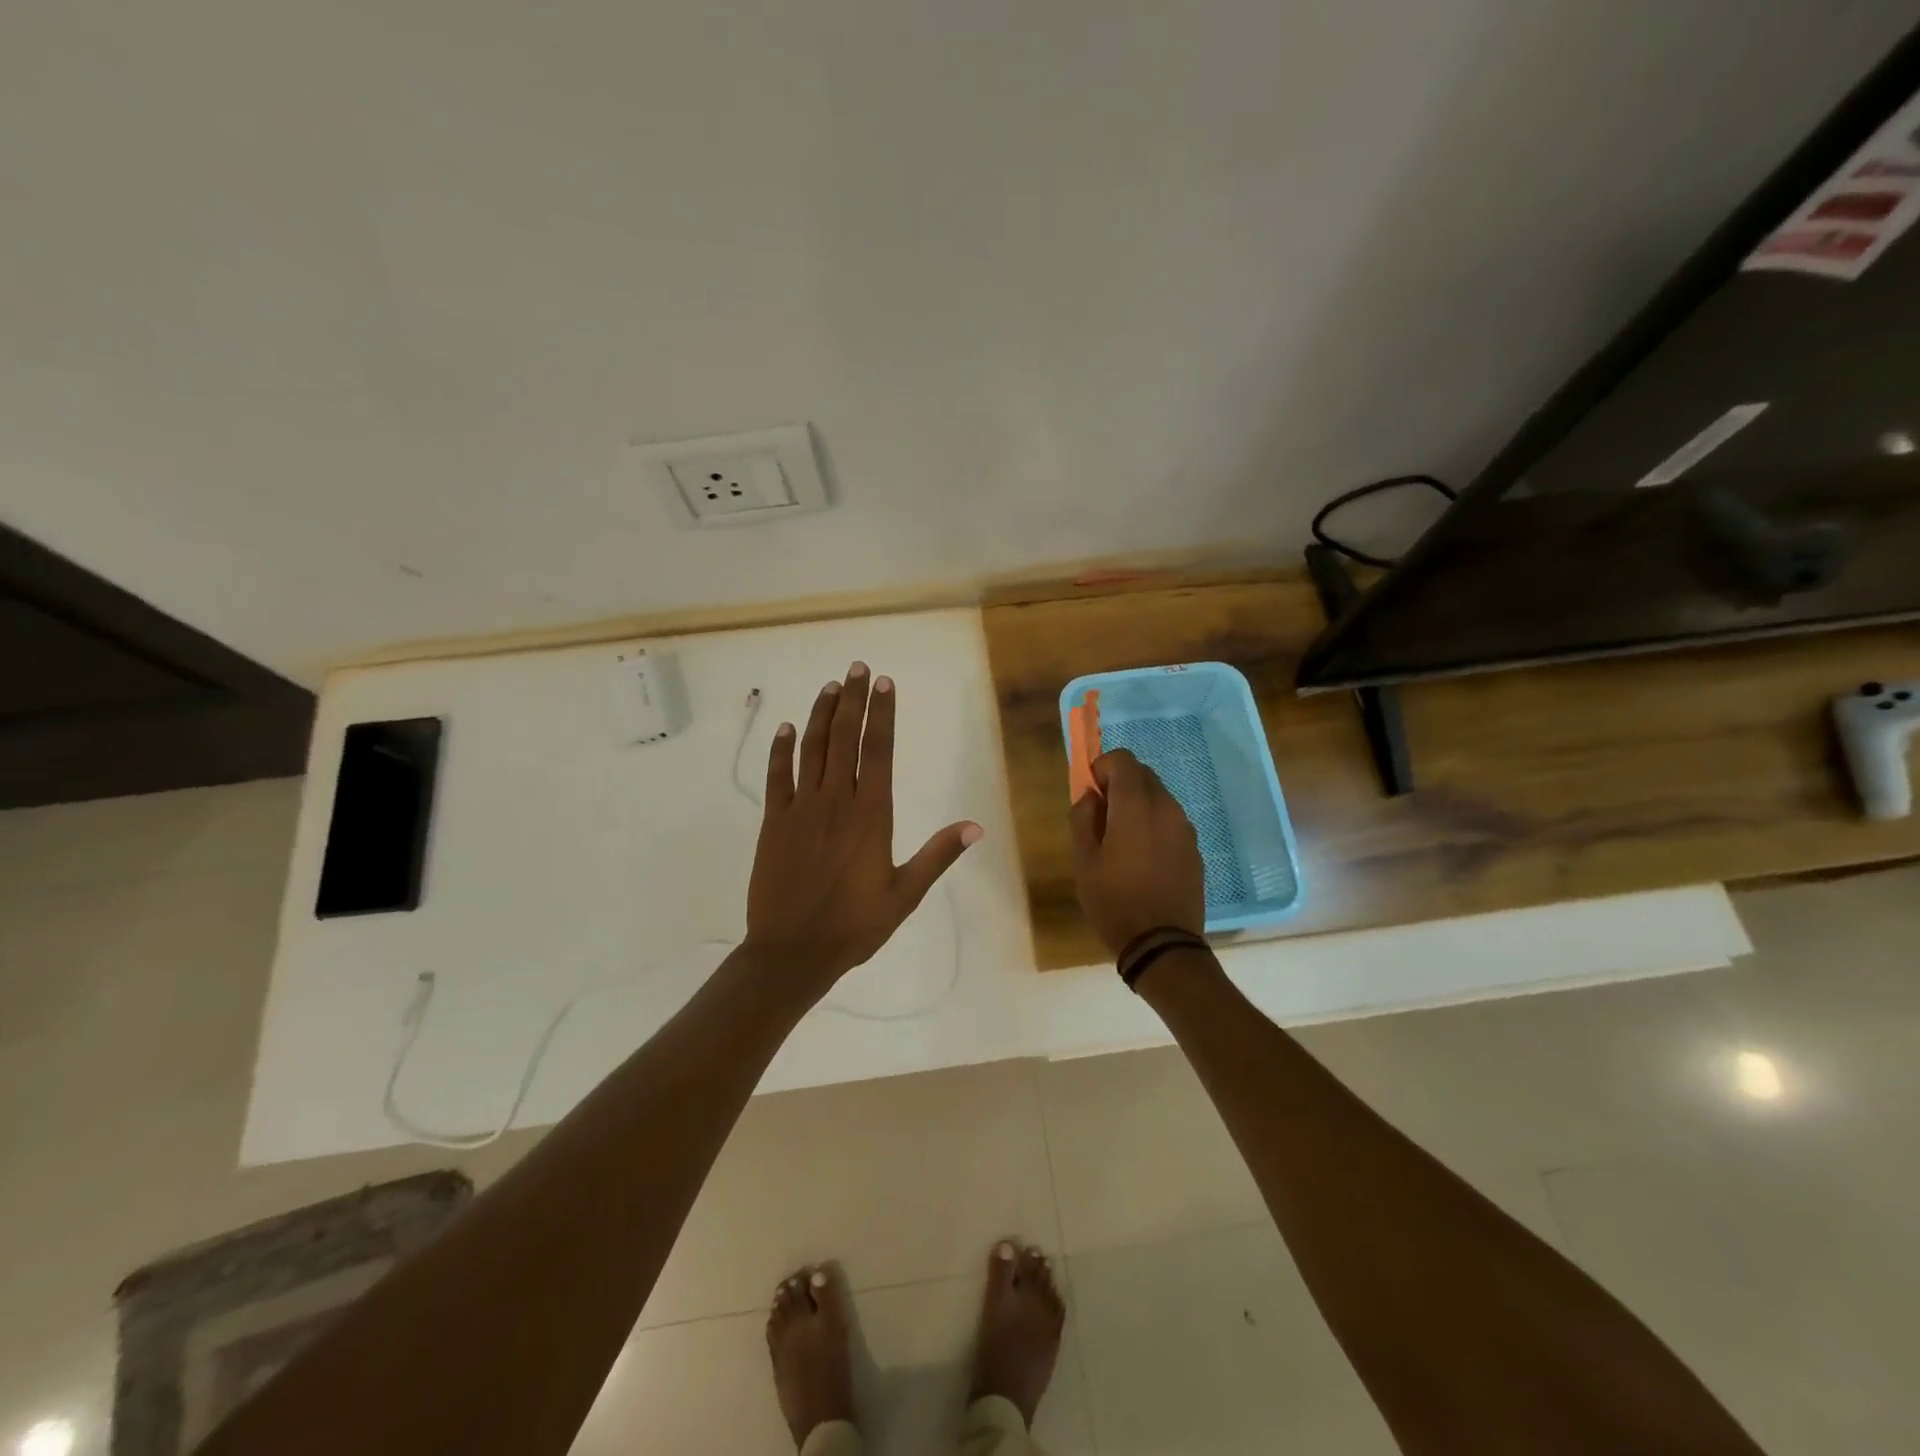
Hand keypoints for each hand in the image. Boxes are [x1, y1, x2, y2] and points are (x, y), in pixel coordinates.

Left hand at [745, 662, 982, 993]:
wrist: (793, 951)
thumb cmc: (855, 925)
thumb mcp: (905, 894)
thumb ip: (937, 856)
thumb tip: (976, 826)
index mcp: (871, 814)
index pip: (879, 750)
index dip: (881, 714)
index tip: (883, 683)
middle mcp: (836, 801)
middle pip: (844, 738)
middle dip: (852, 700)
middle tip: (856, 667)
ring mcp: (801, 808)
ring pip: (811, 749)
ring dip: (820, 714)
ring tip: (829, 686)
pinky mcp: (773, 822)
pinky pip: (777, 776)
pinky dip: (780, 750)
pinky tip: (785, 728)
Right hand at [1068, 749, 1206, 956]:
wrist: (1162, 944)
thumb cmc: (1114, 901)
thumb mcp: (1084, 860)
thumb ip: (1083, 818)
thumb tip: (1091, 797)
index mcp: (1135, 806)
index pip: (1123, 759)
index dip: (1102, 768)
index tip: (1091, 794)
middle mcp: (1166, 808)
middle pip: (1143, 774)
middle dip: (1120, 784)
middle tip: (1102, 817)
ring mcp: (1185, 829)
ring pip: (1159, 797)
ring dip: (1138, 804)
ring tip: (1122, 841)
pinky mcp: (1194, 849)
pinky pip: (1171, 822)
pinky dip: (1154, 825)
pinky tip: (1143, 859)